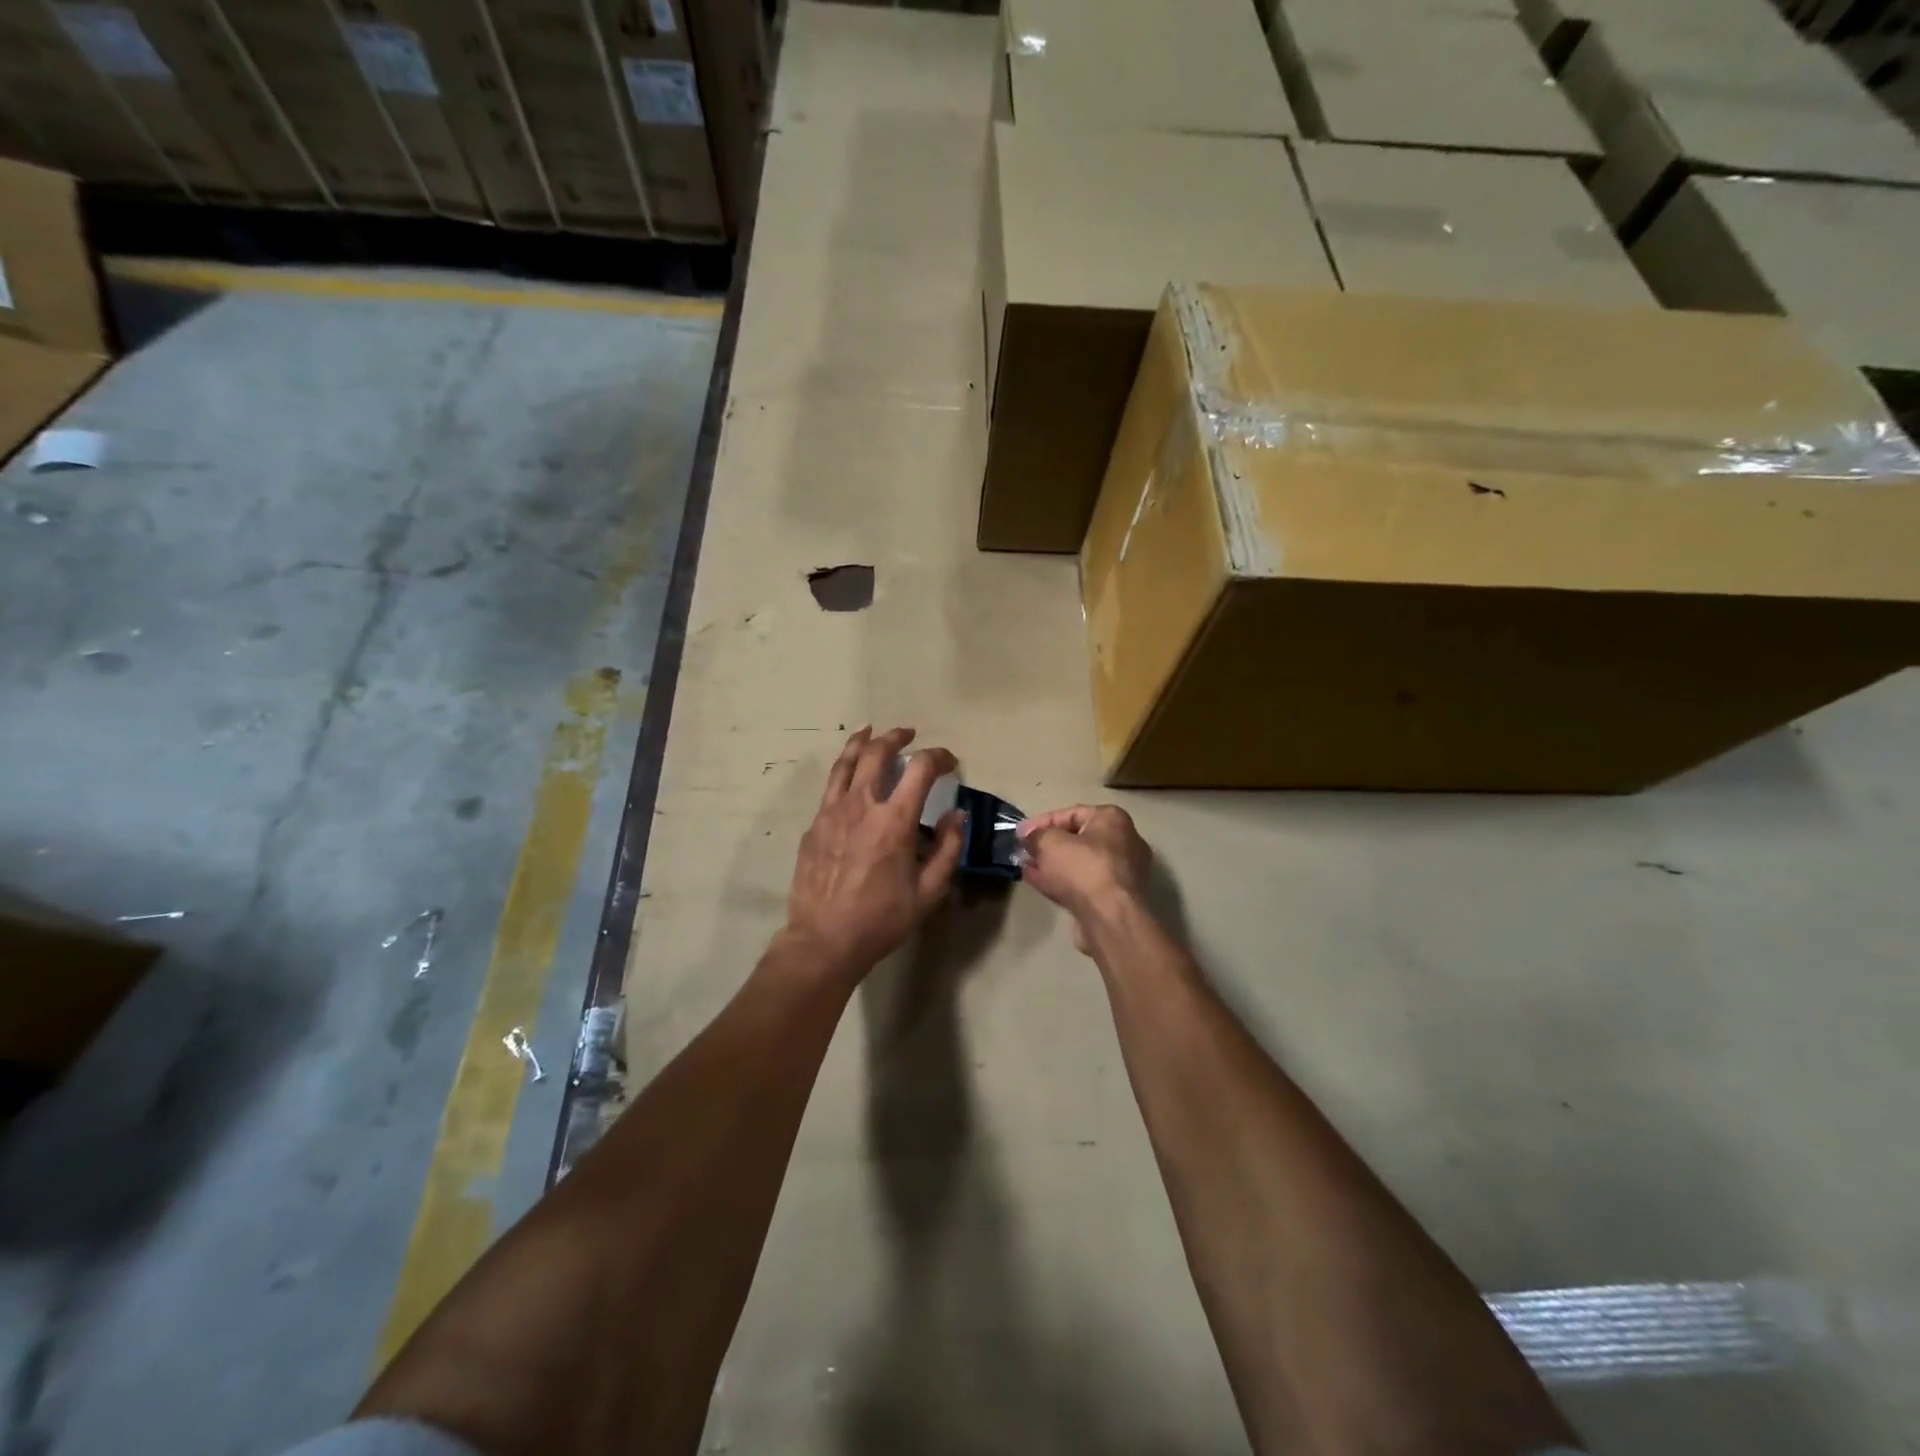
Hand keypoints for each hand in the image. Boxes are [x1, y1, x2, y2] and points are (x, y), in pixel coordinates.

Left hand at [784, 727, 963, 981]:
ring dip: (862, 742)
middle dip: (896, 737)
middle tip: (909, 734)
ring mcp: (831, 813)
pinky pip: (831, 787)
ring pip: (845, 762)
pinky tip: (849, 777)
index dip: (939, 757)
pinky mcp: (813, 825)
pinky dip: (844, 771)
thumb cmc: (882, 919)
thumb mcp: (929, 892)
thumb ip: (948, 849)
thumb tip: (956, 816)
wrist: (824, 940)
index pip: (920, 769)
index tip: (949, 762)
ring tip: (871, 731)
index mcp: (894, 820)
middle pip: (876, 753)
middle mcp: (861, 806)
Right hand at [1016, 805, 1152, 950]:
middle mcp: (1123, 841)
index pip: (1071, 813)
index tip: (1020, 833)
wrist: (1110, 918)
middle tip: (1024, 851)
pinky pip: (1083, 882)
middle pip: (1077, 838)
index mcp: (1112, 819)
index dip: (1041, 822)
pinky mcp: (1115, 897)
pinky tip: (1038, 881)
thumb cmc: (1082, 869)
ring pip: (1079, 862)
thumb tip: (1026, 835)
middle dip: (1047, 845)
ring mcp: (1121, 871)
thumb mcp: (1050, 843)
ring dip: (1051, 864)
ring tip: (1026, 866)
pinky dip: (1061, 880)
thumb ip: (1035, 835)